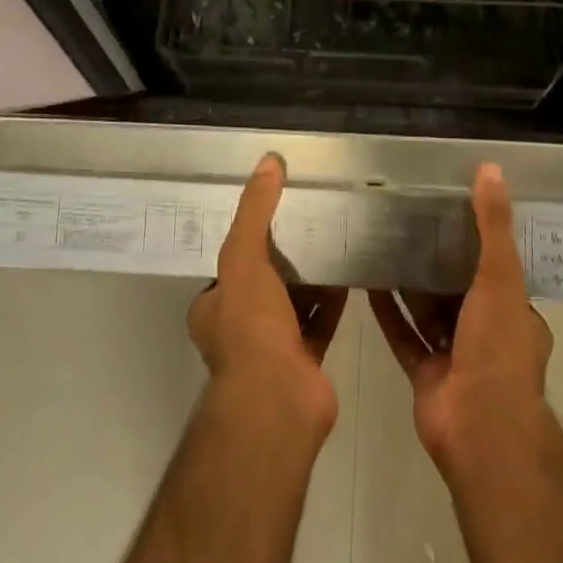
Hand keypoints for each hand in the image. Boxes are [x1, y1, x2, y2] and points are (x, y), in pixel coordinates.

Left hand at [188, 153, 347, 433]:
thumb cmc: (250, 327)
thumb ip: (255, 211)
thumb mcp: (244, 257)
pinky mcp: (304, 360)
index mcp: (212, 308)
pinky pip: (319, 321)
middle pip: (262, 283)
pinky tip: (349, 273)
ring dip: (309, 278)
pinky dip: (331, 300)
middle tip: (307, 222)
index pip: (227, 266)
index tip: (272, 214)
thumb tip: (268, 161)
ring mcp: (272, 348)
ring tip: (330, 239)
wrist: (279, 401)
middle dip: (282, 258)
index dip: (247, 240)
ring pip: (291, 303)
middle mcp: (238, 328)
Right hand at [370, 162, 553, 475]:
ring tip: (383, 244)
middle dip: (436, 261)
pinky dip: (388, 312)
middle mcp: (486, 335)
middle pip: (457, 289)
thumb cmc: (498, 348)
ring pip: (428, 312)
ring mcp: (454, 358)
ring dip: (408, 284)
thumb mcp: (501, 276)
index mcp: (513, 315)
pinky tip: (368, 283)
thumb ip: (493, 225)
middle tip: (407, 223)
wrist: (480, 429)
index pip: (496, 270)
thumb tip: (491, 169)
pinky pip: (403, 335)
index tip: (449, 211)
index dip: (475, 242)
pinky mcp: (425, 375)